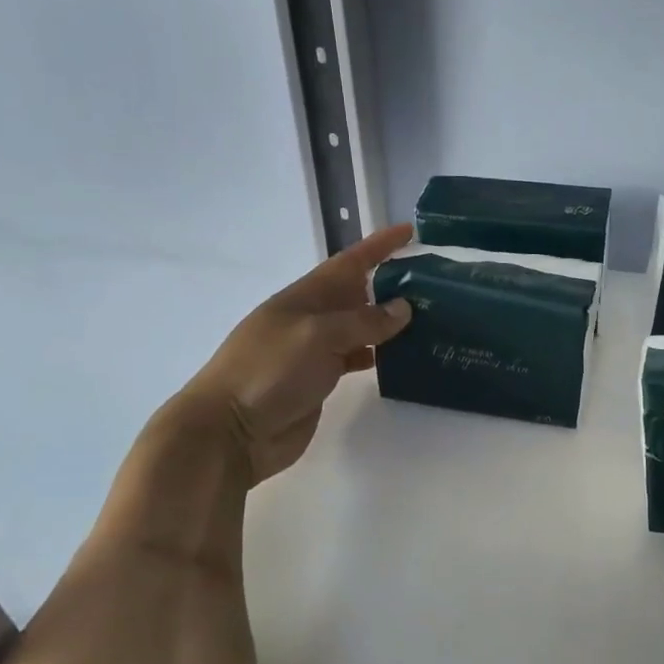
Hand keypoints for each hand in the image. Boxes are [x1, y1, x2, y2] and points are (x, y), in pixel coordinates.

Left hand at [169, 224, 413, 484]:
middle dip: (390, 282)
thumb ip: (362, 322)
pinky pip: (356, 357)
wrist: (230, 432)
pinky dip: (378, 353)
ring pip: (360, 327)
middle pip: (357, 293)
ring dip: (389, 320)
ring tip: (428, 318)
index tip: (410, 231)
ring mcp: (314, 351)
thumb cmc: (268, 372)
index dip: (379, 246)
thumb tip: (403, 309)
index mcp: (304, 297)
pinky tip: (400, 356)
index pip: (349, 263)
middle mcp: (311, 318)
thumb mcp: (316, 336)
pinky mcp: (319, 380)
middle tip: (432, 281)